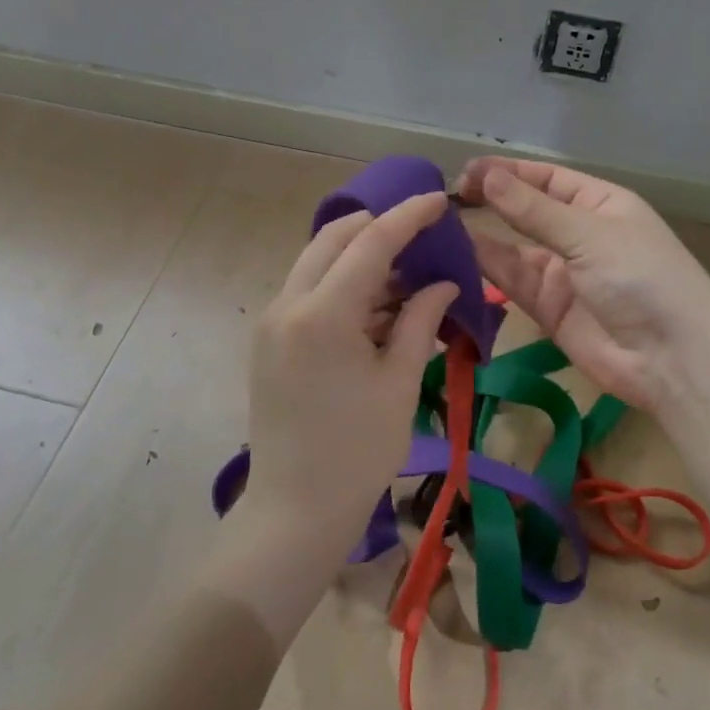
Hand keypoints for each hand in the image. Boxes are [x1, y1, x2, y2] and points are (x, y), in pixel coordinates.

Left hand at [244, 193, 457, 539]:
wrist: (295, 510)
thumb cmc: (358, 451)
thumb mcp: (398, 382)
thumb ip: (419, 320)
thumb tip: (442, 282)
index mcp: (322, 314)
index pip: (370, 243)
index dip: (408, 216)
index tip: (439, 199)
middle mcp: (287, 305)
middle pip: (333, 239)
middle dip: (377, 227)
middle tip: (421, 236)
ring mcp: (270, 322)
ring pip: (317, 263)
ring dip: (359, 259)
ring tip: (406, 278)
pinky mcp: (267, 341)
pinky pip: (307, 292)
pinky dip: (341, 287)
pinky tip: (376, 309)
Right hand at [455, 158, 709, 409]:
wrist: (672, 358)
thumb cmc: (640, 277)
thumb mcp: (588, 234)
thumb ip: (533, 210)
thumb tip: (485, 174)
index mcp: (599, 204)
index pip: (546, 179)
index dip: (507, 172)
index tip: (465, 171)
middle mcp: (578, 235)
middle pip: (526, 212)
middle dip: (489, 203)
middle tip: (444, 198)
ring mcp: (562, 274)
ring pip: (512, 249)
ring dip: (479, 238)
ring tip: (438, 226)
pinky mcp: (547, 310)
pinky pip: (511, 283)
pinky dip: (484, 271)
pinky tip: (455, 256)